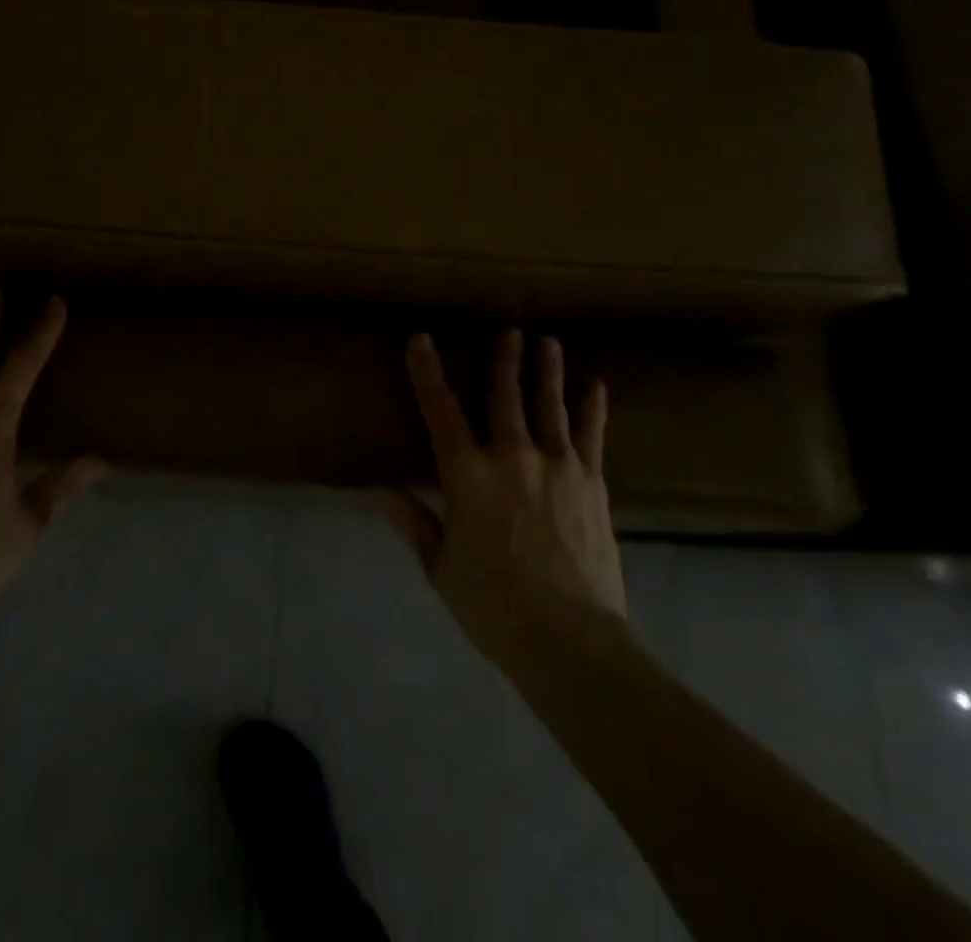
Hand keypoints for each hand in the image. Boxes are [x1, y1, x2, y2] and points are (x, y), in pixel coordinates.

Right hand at [376, 330, 625, 665]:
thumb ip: (412, 521)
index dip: (428, 373)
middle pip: (504, 396)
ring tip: (547, 341)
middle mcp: (511, 456)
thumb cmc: (494, 607)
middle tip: (508, 330)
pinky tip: (595, 386)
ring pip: (548, 405)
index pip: (440, 411)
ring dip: (546, 370)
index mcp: (467, 475)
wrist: (571, 641)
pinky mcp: (591, 482)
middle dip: (503, 360)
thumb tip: (375, 490)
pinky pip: (591, 435)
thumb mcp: (441, 567)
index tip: (421, 341)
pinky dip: (591, 408)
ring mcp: (557, 465)